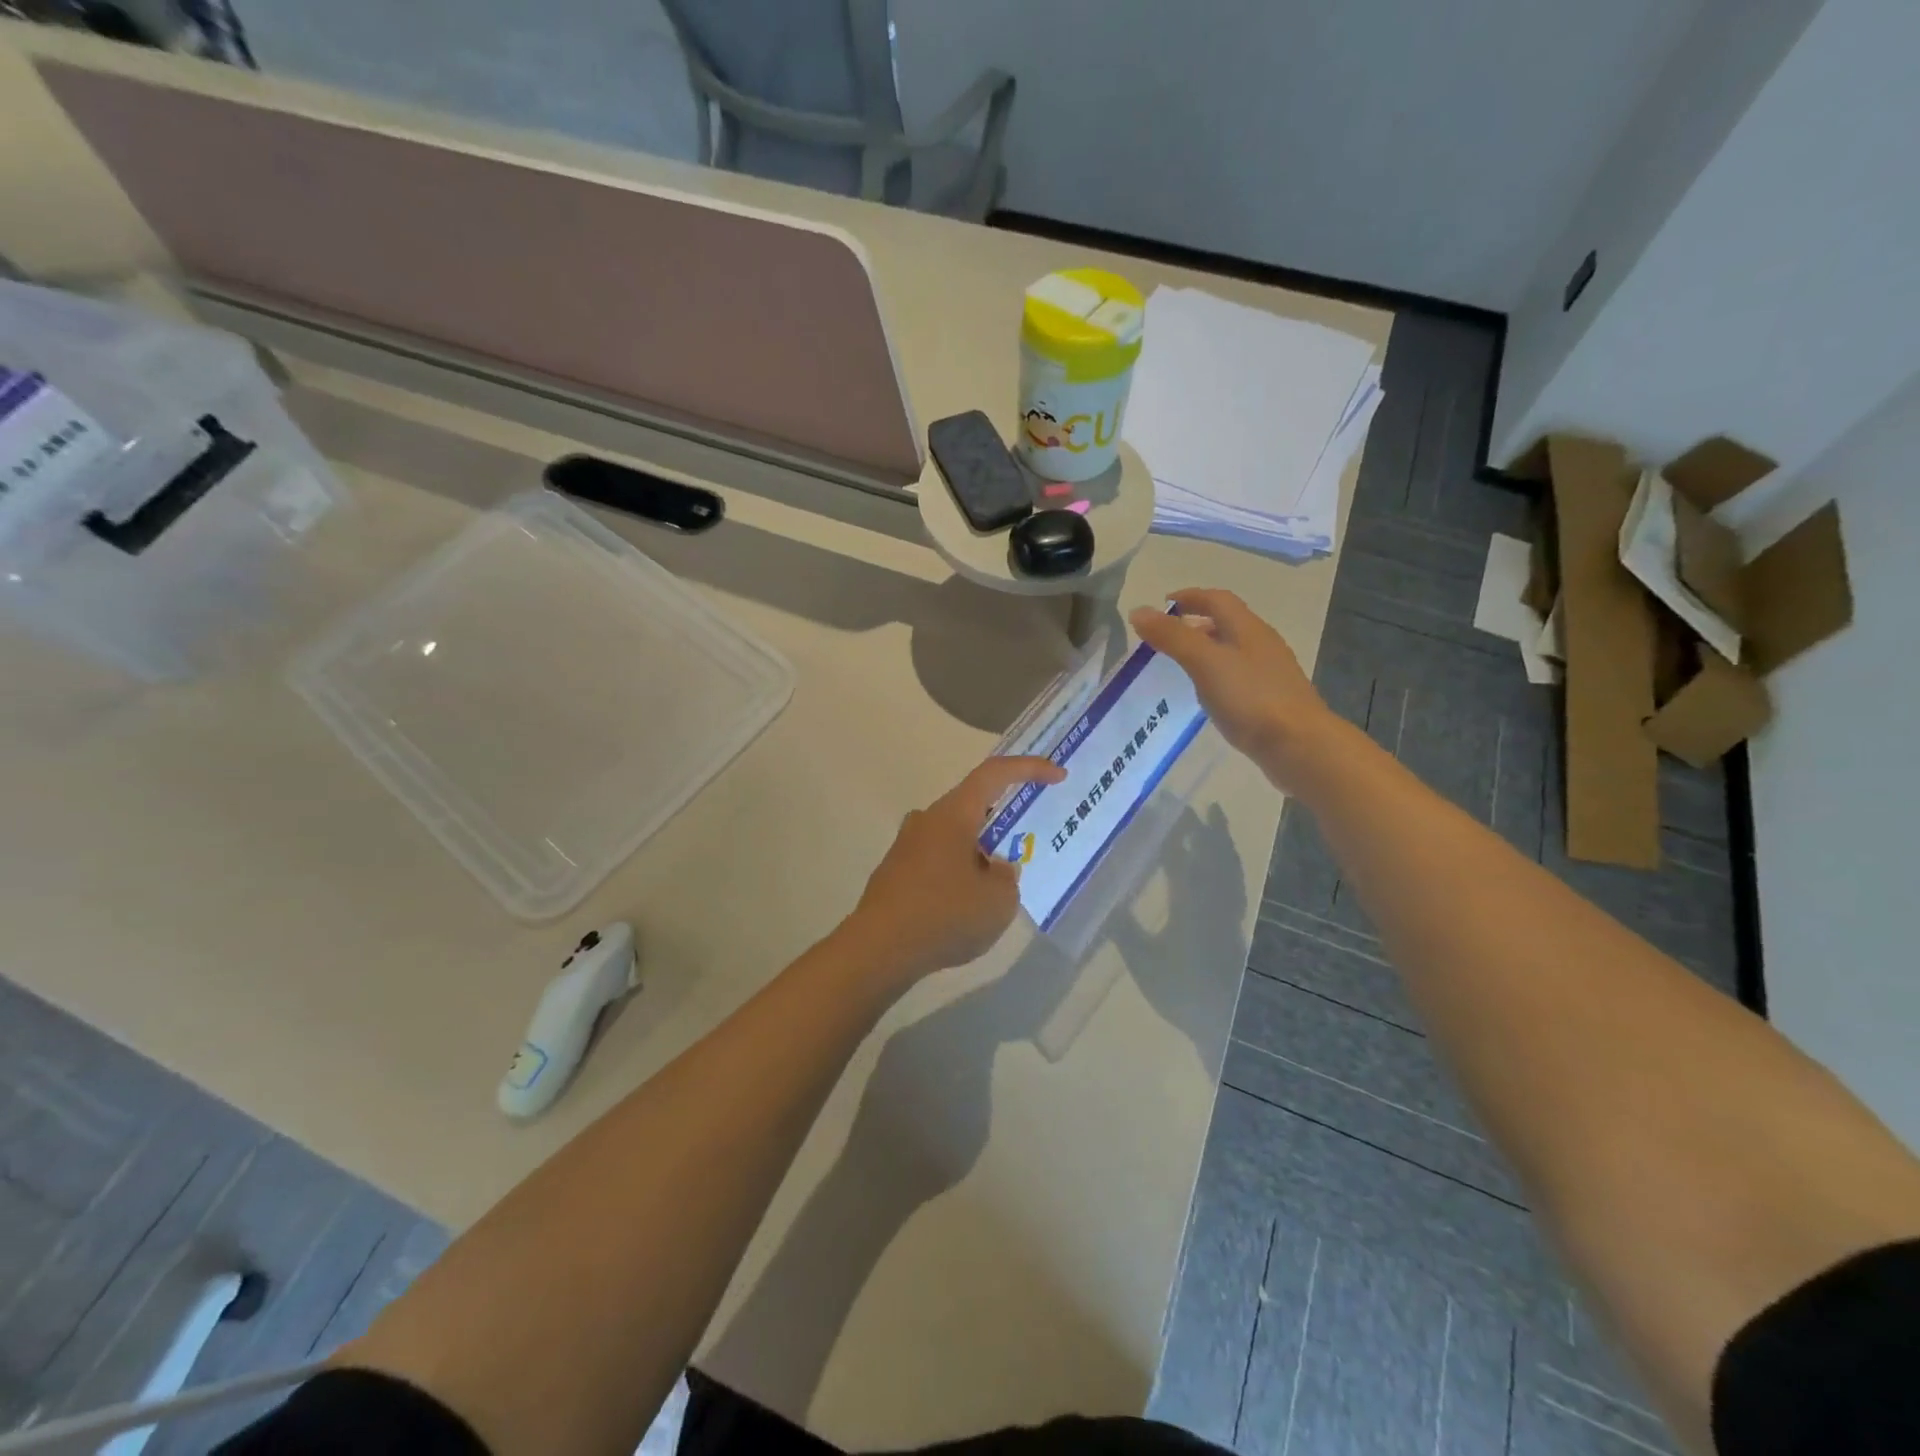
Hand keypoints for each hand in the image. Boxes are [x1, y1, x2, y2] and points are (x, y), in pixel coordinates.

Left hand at [845, 755, 1065, 981]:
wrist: (878, 950)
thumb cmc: (944, 915)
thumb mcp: (999, 901)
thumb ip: (1007, 877)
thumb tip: (995, 868)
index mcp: (953, 814)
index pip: (994, 774)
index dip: (1029, 768)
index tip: (1057, 775)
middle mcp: (926, 820)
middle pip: (973, 805)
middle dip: (1005, 818)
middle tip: (1028, 840)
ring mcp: (905, 846)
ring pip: (954, 835)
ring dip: (981, 849)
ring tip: (1000, 883)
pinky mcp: (895, 873)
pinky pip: (938, 860)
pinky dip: (959, 871)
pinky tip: (967, 905)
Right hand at [1129, 588, 1343, 787]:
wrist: (1299, 745)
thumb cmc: (1250, 698)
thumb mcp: (1204, 663)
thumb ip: (1172, 637)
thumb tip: (1139, 611)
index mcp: (1247, 628)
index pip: (1217, 599)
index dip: (1189, 597)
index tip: (1162, 604)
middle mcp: (1261, 644)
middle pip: (1226, 623)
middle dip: (1195, 623)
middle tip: (1165, 636)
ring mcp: (1269, 673)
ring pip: (1232, 650)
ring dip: (1205, 650)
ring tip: (1179, 664)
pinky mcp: (1271, 699)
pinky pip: (1238, 676)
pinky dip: (1216, 675)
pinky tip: (1206, 695)